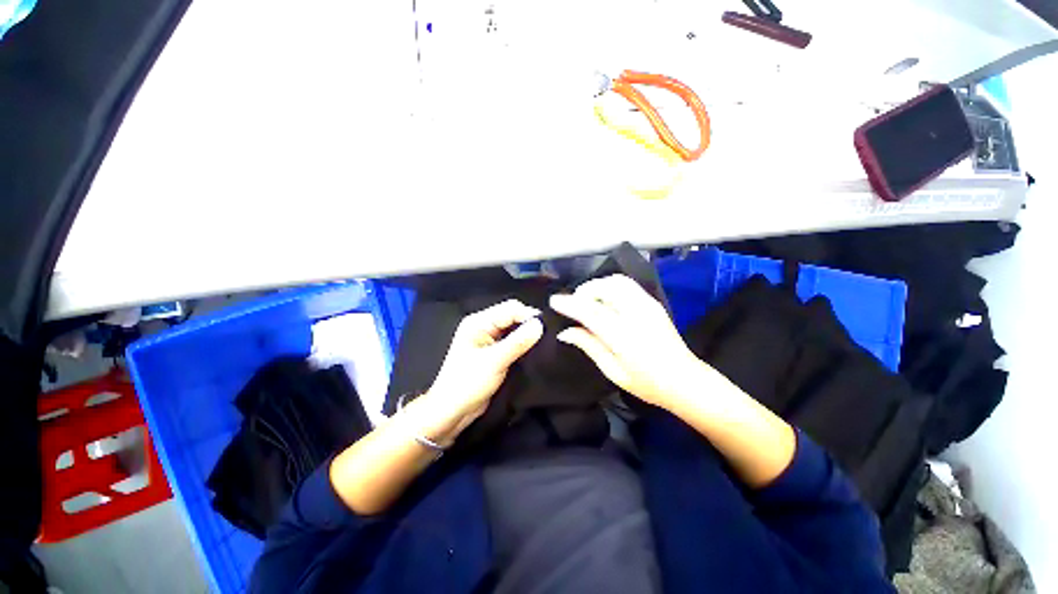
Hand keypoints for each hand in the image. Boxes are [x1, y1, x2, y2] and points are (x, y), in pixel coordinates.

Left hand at [421, 299, 543, 440]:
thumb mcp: (494, 361)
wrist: (453, 411)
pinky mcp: (494, 352)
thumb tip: (540, 325)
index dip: (528, 315)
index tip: (545, 327)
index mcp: (478, 322)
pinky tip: (534, 350)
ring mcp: (489, 339)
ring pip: (514, 329)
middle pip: (512, 317)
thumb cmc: (467, 384)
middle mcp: (484, 326)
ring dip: (527, 335)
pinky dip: (523, 344)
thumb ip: (518, 342)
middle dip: (529, 324)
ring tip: (544, 343)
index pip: (509, 309)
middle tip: (547, 335)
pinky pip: (513, 342)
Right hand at [550, 274, 702, 408]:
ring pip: (617, 281)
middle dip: (584, 291)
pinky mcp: (653, 303)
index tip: (554, 300)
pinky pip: (627, 285)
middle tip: (574, 304)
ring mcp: (648, 306)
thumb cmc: (647, 383)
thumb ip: (588, 346)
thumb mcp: (613, 371)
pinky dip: (610, 286)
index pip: (591, 312)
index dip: (570, 304)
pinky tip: (605, 299)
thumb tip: (564, 332)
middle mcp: (637, 315)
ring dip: (598, 286)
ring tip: (588, 300)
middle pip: (605, 288)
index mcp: (624, 337)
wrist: (685, 381)